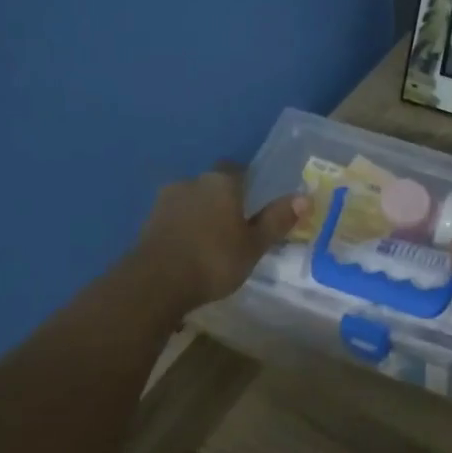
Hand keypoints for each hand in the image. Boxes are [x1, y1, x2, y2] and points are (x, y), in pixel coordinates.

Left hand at [134, 165, 305, 312]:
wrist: (155, 283)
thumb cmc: (214, 260)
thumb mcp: (254, 245)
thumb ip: (276, 220)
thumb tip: (304, 197)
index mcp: (221, 182)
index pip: (238, 169)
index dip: (248, 184)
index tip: (256, 203)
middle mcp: (192, 182)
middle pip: (212, 185)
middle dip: (223, 201)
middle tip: (237, 226)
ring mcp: (165, 201)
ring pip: (191, 201)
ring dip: (201, 215)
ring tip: (213, 242)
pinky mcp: (147, 222)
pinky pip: (174, 219)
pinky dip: (184, 229)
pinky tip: (191, 250)